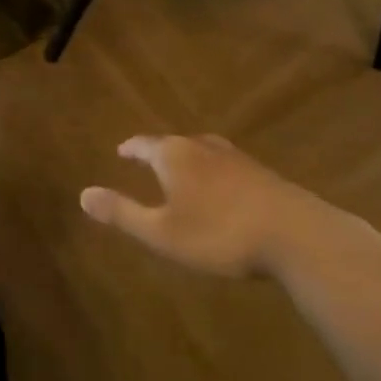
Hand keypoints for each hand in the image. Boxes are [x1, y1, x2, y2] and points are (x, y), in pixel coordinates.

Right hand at [80, 134, 380, 279]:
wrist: (297, 236)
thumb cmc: (219, 234)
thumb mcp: (162, 233)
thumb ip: (122, 213)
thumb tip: (82, 194)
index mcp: (174, 155)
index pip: (144, 144)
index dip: (131, 149)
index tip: (121, 151)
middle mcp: (203, 148)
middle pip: (174, 144)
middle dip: (160, 153)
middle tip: (148, 162)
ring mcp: (237, 159)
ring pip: (204, 153)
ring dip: (190, 162)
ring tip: (184, 173)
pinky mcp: (263, 175)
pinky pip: (228, 167)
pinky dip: (215, 174)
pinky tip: (223, 191)